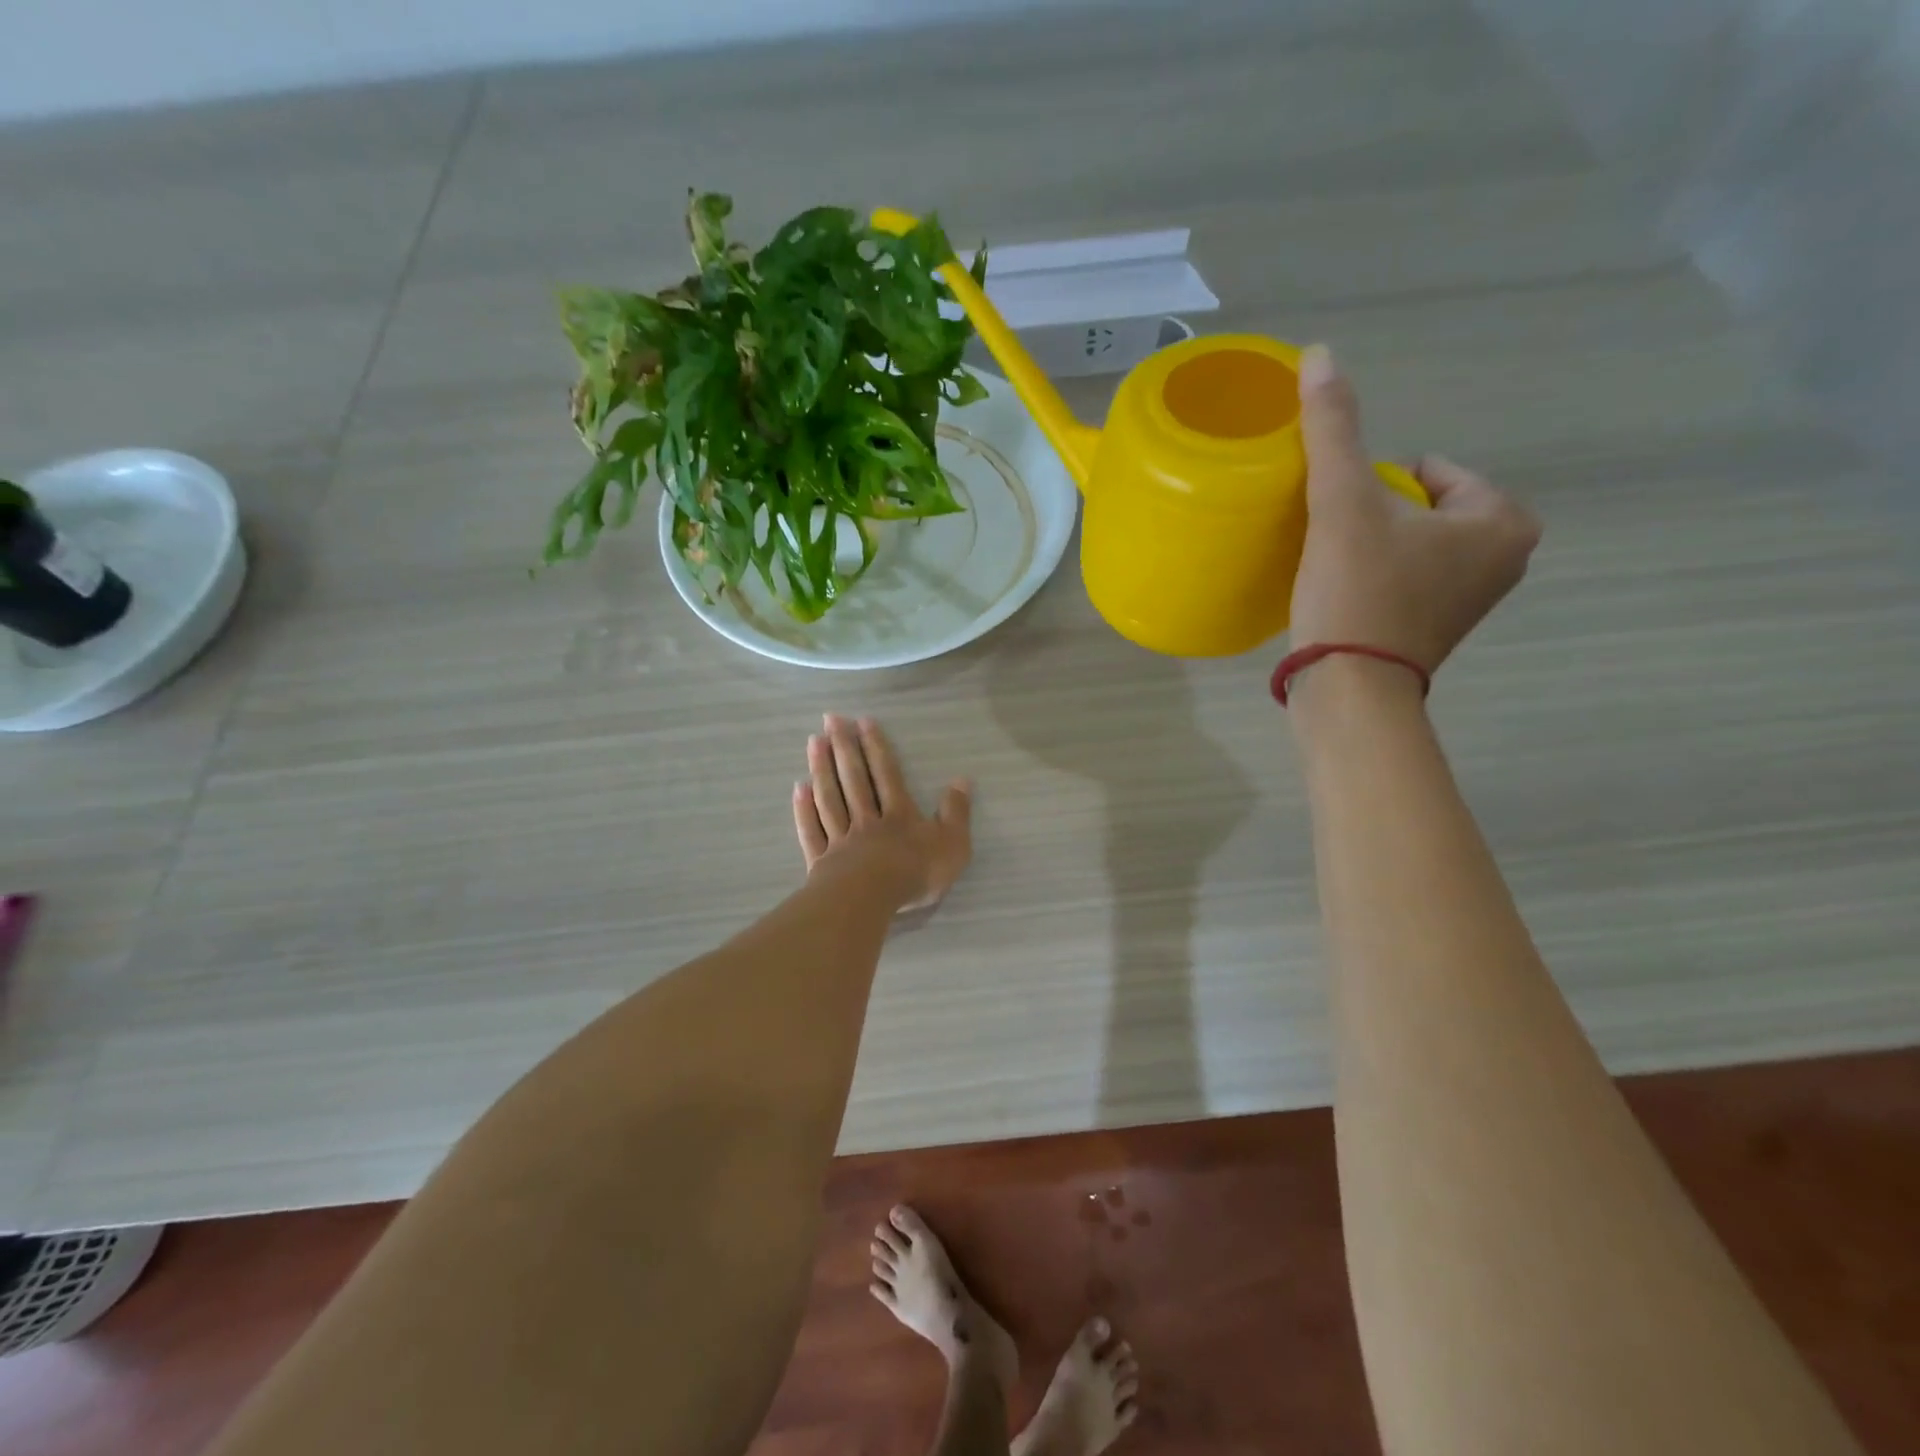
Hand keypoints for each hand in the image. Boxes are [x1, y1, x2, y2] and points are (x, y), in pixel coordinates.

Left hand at [793, 715, 972, 911]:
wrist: (871, 900)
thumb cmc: (915, 873)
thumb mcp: (952, 844)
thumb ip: (956, 812)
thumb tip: (962, 780)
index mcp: (899, 815)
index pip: (886, 774)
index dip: (876, 747)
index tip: (862, 721)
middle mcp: (867, 819)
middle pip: (853, 778)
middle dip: (843, 746)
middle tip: (831, 718)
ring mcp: (841, 839)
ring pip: (830, 797)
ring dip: (821, 768)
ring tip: (813, 742)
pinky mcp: (822, 861)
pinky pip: (812, 830)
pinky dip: (805, 809)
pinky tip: (799, 789)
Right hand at [1289, 344, 1540, 672]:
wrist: (1347, 690)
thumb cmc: (1358, 592)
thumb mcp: (1343, 503)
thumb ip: (1334, 430)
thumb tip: (1320, 353)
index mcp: (1504, 519)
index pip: (1428, 468)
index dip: (1374, 486)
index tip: (1345, 523)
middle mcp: (1506, 557)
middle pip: (1418, 505)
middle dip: (1374, 515)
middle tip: (1336, 547)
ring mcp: (1474, 599)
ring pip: (1410, 542)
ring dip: (1370, 545)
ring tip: (1334, 569)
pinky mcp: (1438, 628)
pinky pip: (1405, 577)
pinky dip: (1375, 577)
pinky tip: (1344, 594)